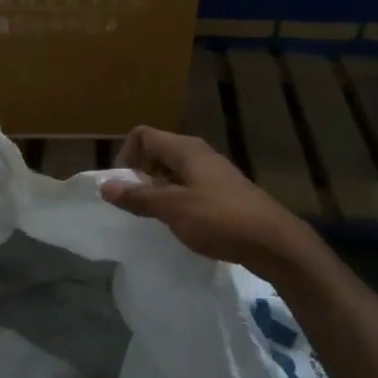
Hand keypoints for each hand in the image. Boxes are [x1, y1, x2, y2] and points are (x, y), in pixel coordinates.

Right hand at [101, 127, 317, 274]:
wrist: (274, 242)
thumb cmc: (220, 219)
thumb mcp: (173, 209)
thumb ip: (139, 196)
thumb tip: (104, 185)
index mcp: (185, 149)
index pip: (143, 135)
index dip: (126, 155)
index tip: (124, 185)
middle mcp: (198, 153)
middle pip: (157, 151)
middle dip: (140, 173)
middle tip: (136, 203)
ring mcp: (213, 172)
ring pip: (173, 171)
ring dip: (158, 188)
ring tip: (156, 215)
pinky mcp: (223, 192)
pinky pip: (189, 186)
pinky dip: (177, 199)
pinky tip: (181, 223)